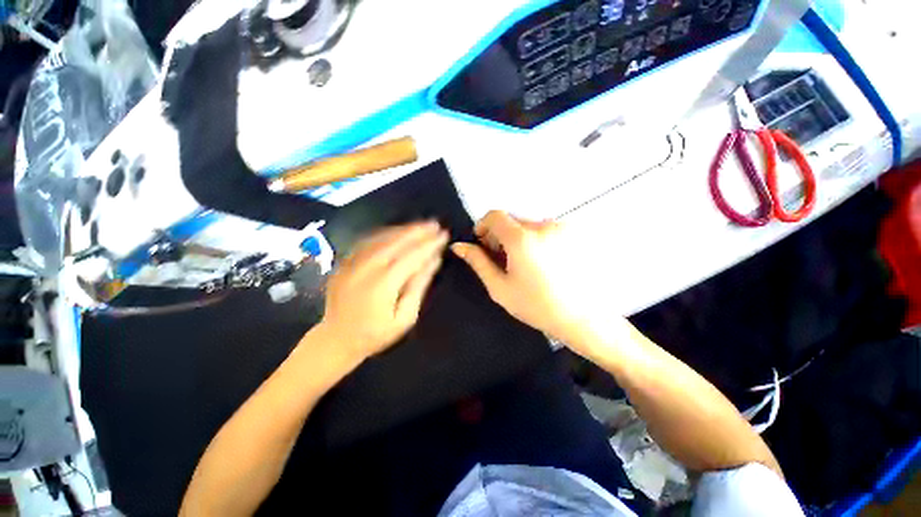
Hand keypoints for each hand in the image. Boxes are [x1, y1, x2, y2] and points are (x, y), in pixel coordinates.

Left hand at [318, 221, 447, 361]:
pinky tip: (398, 231)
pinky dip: (385, 233)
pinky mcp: (345, 262)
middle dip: (418, 231)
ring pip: (381, 237)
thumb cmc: (376, 333)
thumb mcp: (405, 317)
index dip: (429, 244)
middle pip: (396, 242)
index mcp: (382, 284)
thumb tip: (434, 260)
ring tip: (421, 226)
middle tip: (436, 224)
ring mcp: (351, 263)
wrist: (336, 340)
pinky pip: (367, 241)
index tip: (444, 235)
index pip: (411, 256)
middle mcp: (365, 268)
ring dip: (403, 229)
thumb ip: (418, 286)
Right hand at [451, 211, 625, 360]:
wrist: (582, 317)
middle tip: (501, 258)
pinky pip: (544, 228)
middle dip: (500, 234)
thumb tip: (459, 246)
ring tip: (522, 262)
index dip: (483, 225)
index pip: (495, 215)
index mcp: (522, 239)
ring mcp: (561, 228)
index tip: (482, 242)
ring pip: (527, 224)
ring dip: (518, 237)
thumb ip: (478, 262)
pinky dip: (535, 239)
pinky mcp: (573, 232)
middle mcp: (543, 226)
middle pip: (511, 220)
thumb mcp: (500, 287)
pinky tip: (540, 261)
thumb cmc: (536, 306)